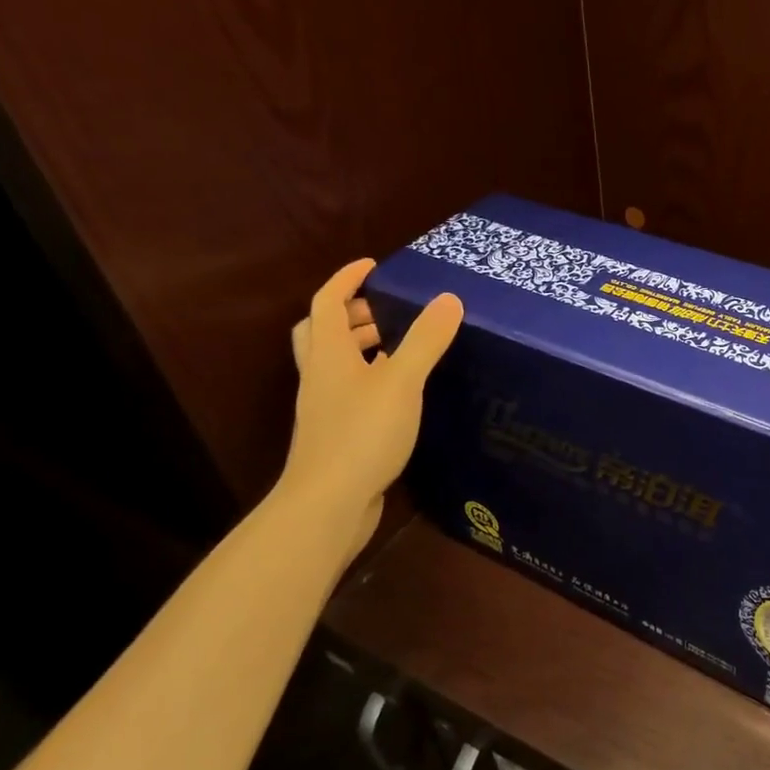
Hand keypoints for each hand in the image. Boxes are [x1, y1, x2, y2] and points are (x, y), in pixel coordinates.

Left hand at [281, 259, 462, 553]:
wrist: (327, 503)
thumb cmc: (361, 434)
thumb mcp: (401, 382)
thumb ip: (425, 340)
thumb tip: (449, 298)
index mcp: (329, 355)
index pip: (328, 302)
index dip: (347, 279)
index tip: (373, 265)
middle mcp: (320, 377)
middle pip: (324, 333)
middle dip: (352, 314)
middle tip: (388, 310)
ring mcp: (326, 409)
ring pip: (336, 365)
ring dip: (361, 348)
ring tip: (401, 348)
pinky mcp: (337, 435)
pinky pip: (350, 393)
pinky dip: (372, 380)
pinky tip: (400, 394)